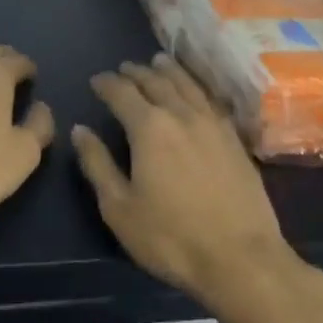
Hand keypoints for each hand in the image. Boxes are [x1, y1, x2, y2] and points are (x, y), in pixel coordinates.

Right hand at [74, 54, 300, 314]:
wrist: (242, 260)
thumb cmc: (171, 237)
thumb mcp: (120, 207)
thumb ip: (97, 164)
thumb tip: (80, 130)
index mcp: (149, 128)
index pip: (121, 92)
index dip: (106, 83)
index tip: (96, 81)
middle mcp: (181, 115)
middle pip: (156, 82)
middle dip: (136, 72)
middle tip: (124, 68)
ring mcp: (213, 125)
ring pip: (187, 85)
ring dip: (169, 71)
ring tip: (159, 62)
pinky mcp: (235, 141)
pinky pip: (211, 100)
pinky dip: (197, 87)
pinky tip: (195, 91)